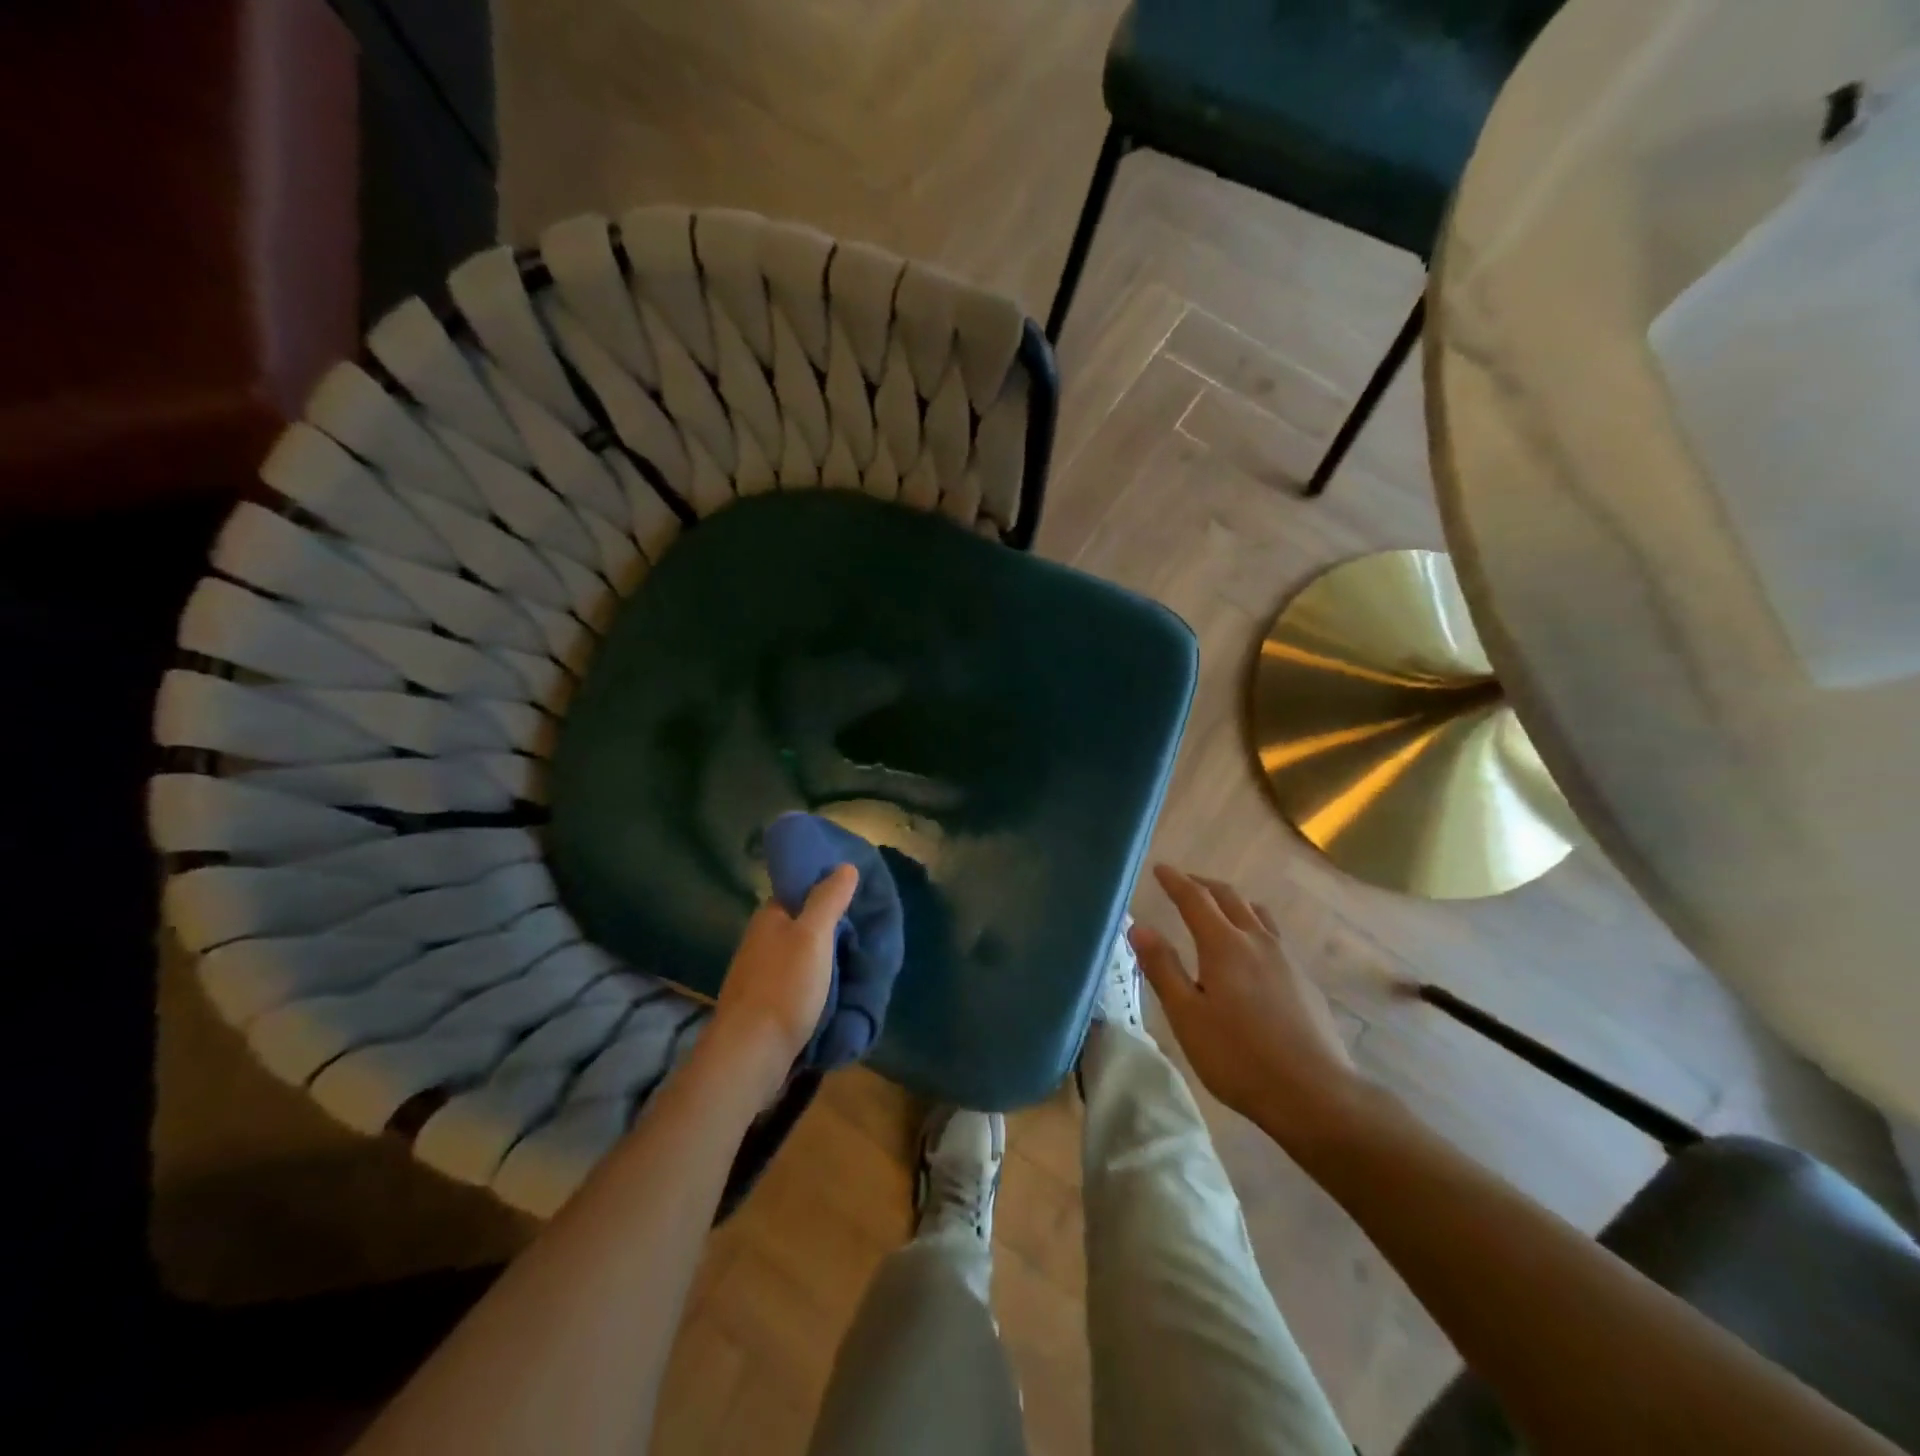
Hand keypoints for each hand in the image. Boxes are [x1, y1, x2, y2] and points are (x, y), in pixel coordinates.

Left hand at [709, 865, 858, 1100]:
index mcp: (769, 916)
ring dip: (825, 955)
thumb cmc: (784, 986)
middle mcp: (761, 939)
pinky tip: (838, 987)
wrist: (751, 1053)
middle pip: (802, 922)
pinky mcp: (765, 1003)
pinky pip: (798, 980)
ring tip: (859, 957)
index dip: (827, 887)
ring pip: (801, 953)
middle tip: (867, 928)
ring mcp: (761, 973)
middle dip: (831, 924)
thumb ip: (828, 899)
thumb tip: (844, 866)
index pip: (800, 889)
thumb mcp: (813, 935)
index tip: (858, 892)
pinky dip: (818, 980)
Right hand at [1131, 865, 1366, 1145]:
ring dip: (1233, 902)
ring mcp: (1286, 960)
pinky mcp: (1304, 982)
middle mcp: (1257, 942)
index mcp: (1224, 945)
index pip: (1195, 900)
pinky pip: (1273, 937)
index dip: (1175, 881)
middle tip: (1184, 882)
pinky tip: (1251, 953)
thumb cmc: (1238, 1057)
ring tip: (1219, 908)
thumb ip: (1162, 968)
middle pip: (1229, 898)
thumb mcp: (1186, 1016)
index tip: (1160, 868)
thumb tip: (1139, 926)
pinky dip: (1253, 926)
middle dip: (1203, 885)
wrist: (1315, 1094)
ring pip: (1257, 914)